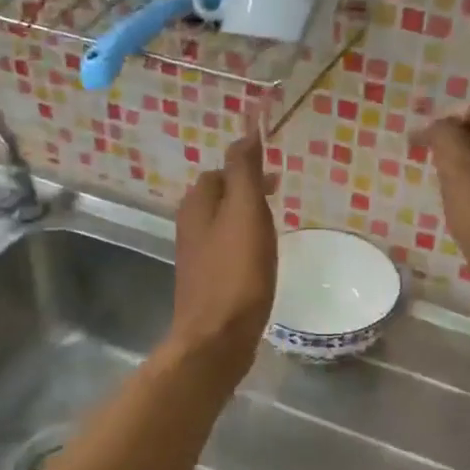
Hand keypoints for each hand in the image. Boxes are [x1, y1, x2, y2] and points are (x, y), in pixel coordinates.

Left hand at [167, 129, 278, 386]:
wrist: (217, 338)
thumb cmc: (236, 274)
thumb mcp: (245, 214)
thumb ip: (244, 171)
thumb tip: (246, 130)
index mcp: (197, 206)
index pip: (220, 171)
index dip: (246, 167)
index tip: (275, 177)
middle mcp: (190, 227)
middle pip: (219, 197)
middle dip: (246, 192)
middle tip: (278, 198)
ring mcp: (196, 258)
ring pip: (222, 225)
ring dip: (246, 219)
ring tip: (274, 227)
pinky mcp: (207, 283)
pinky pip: (226, 252)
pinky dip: (243, 246)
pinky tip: (261, 260)